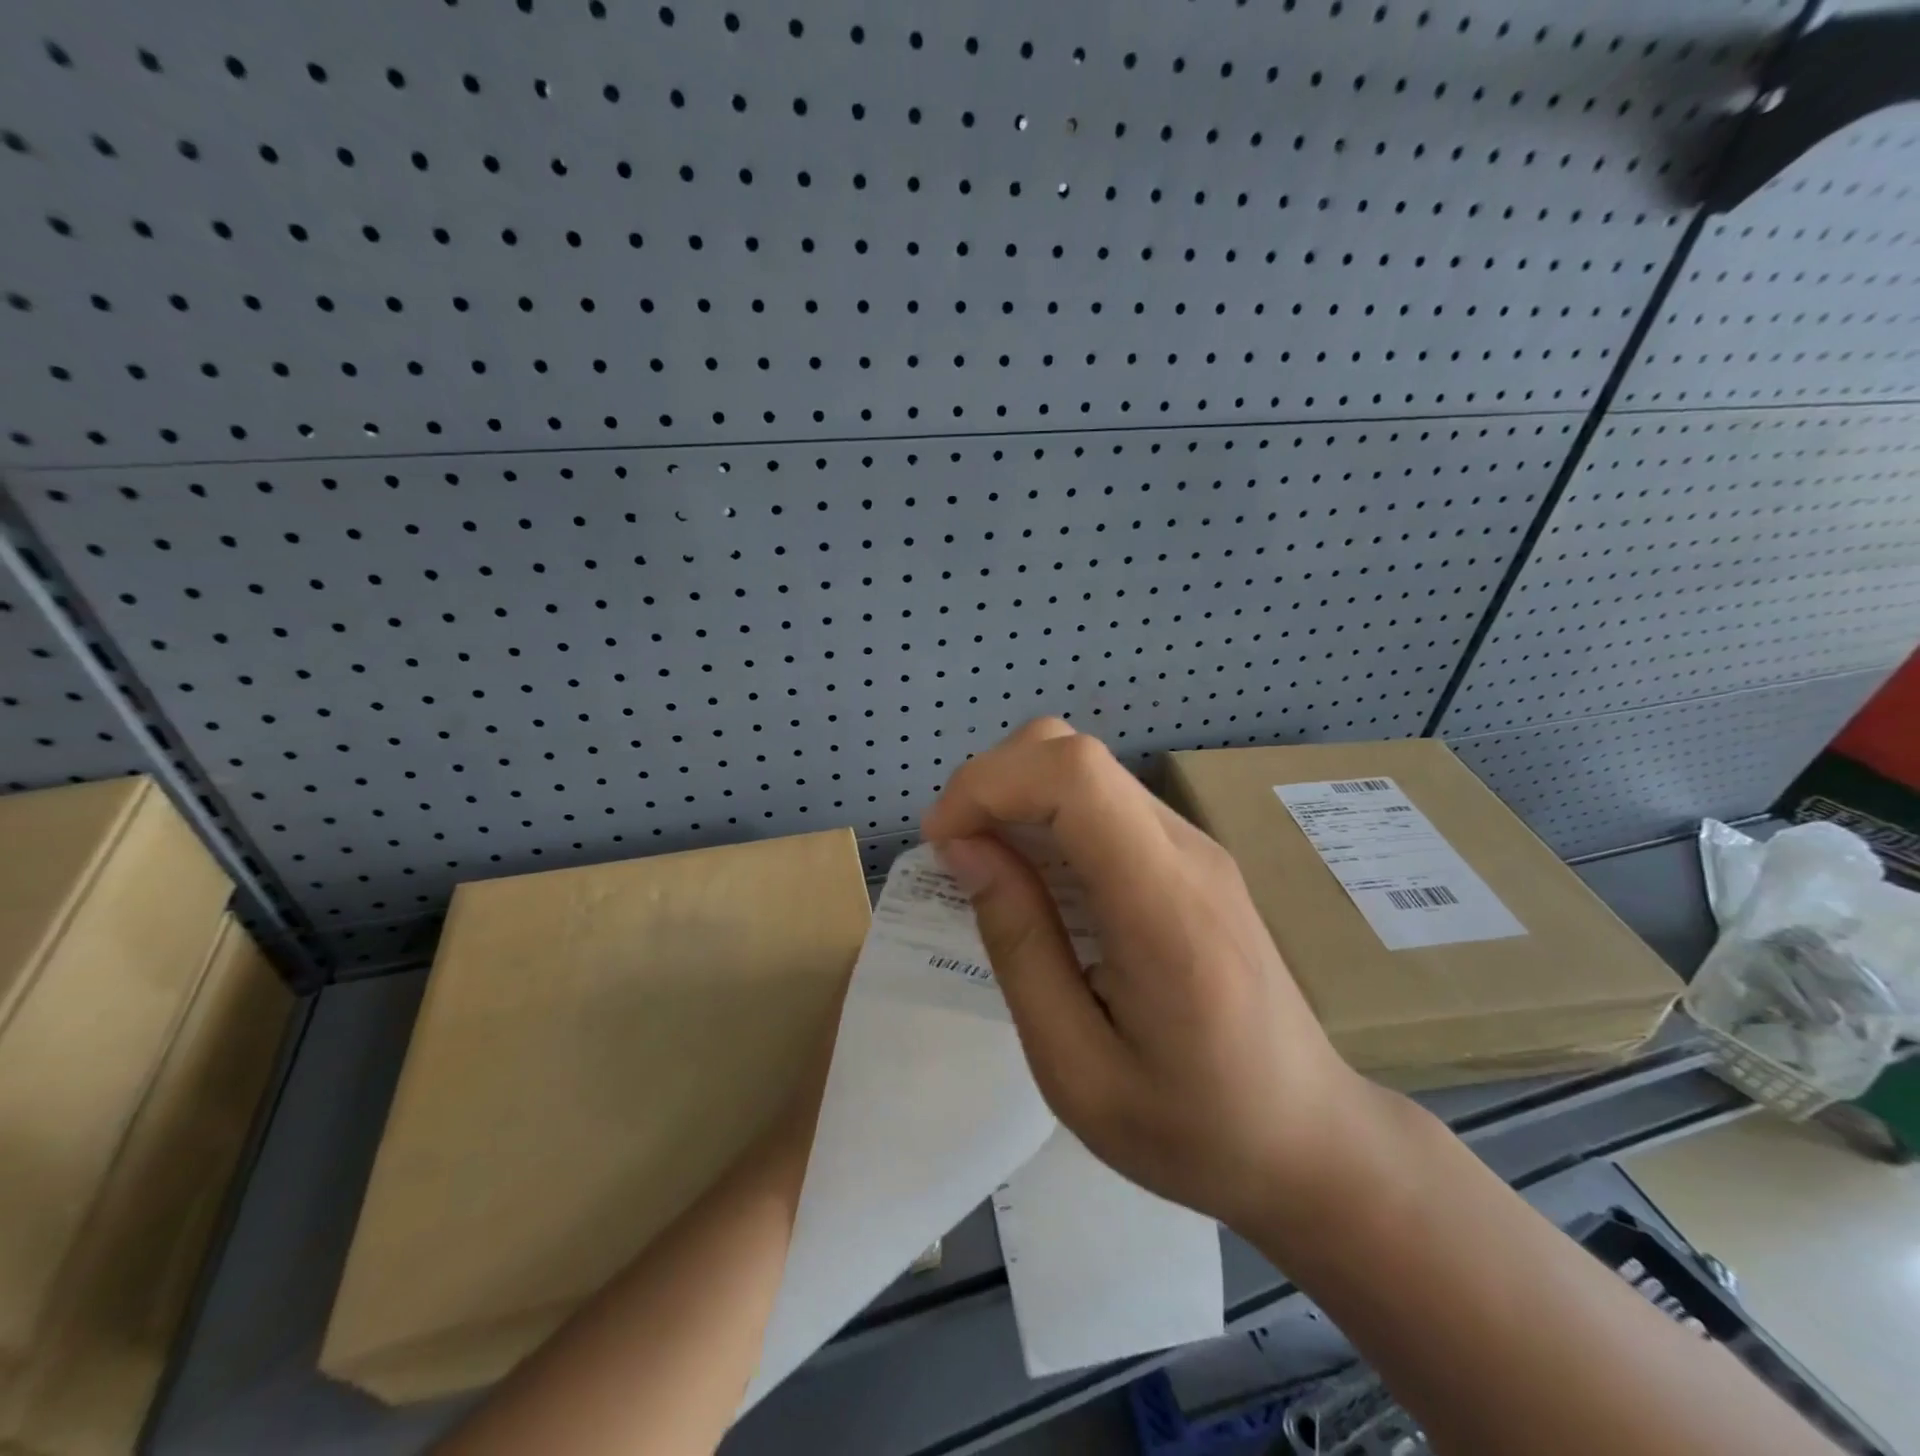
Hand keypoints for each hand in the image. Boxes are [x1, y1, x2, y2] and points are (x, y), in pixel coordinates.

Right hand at [922, 719, 1372, 1230]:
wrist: (1307, 1139)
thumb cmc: (1191, 1129)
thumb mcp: (1076, 1068)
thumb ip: (1020, 946)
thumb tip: (966, 849)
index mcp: (1165, 906)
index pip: (1074, 775)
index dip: (990, 784)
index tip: (943, 843)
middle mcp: (1187, 851)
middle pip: (1075, 754)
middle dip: (994, 784)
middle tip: (959, 858)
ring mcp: (1196, 847)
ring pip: (1086, 770)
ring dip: (1017, 798)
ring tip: (990, 873)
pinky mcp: (1192, 857)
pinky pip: (1105, 804)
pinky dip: (1049, 817)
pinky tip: (1039, 883)